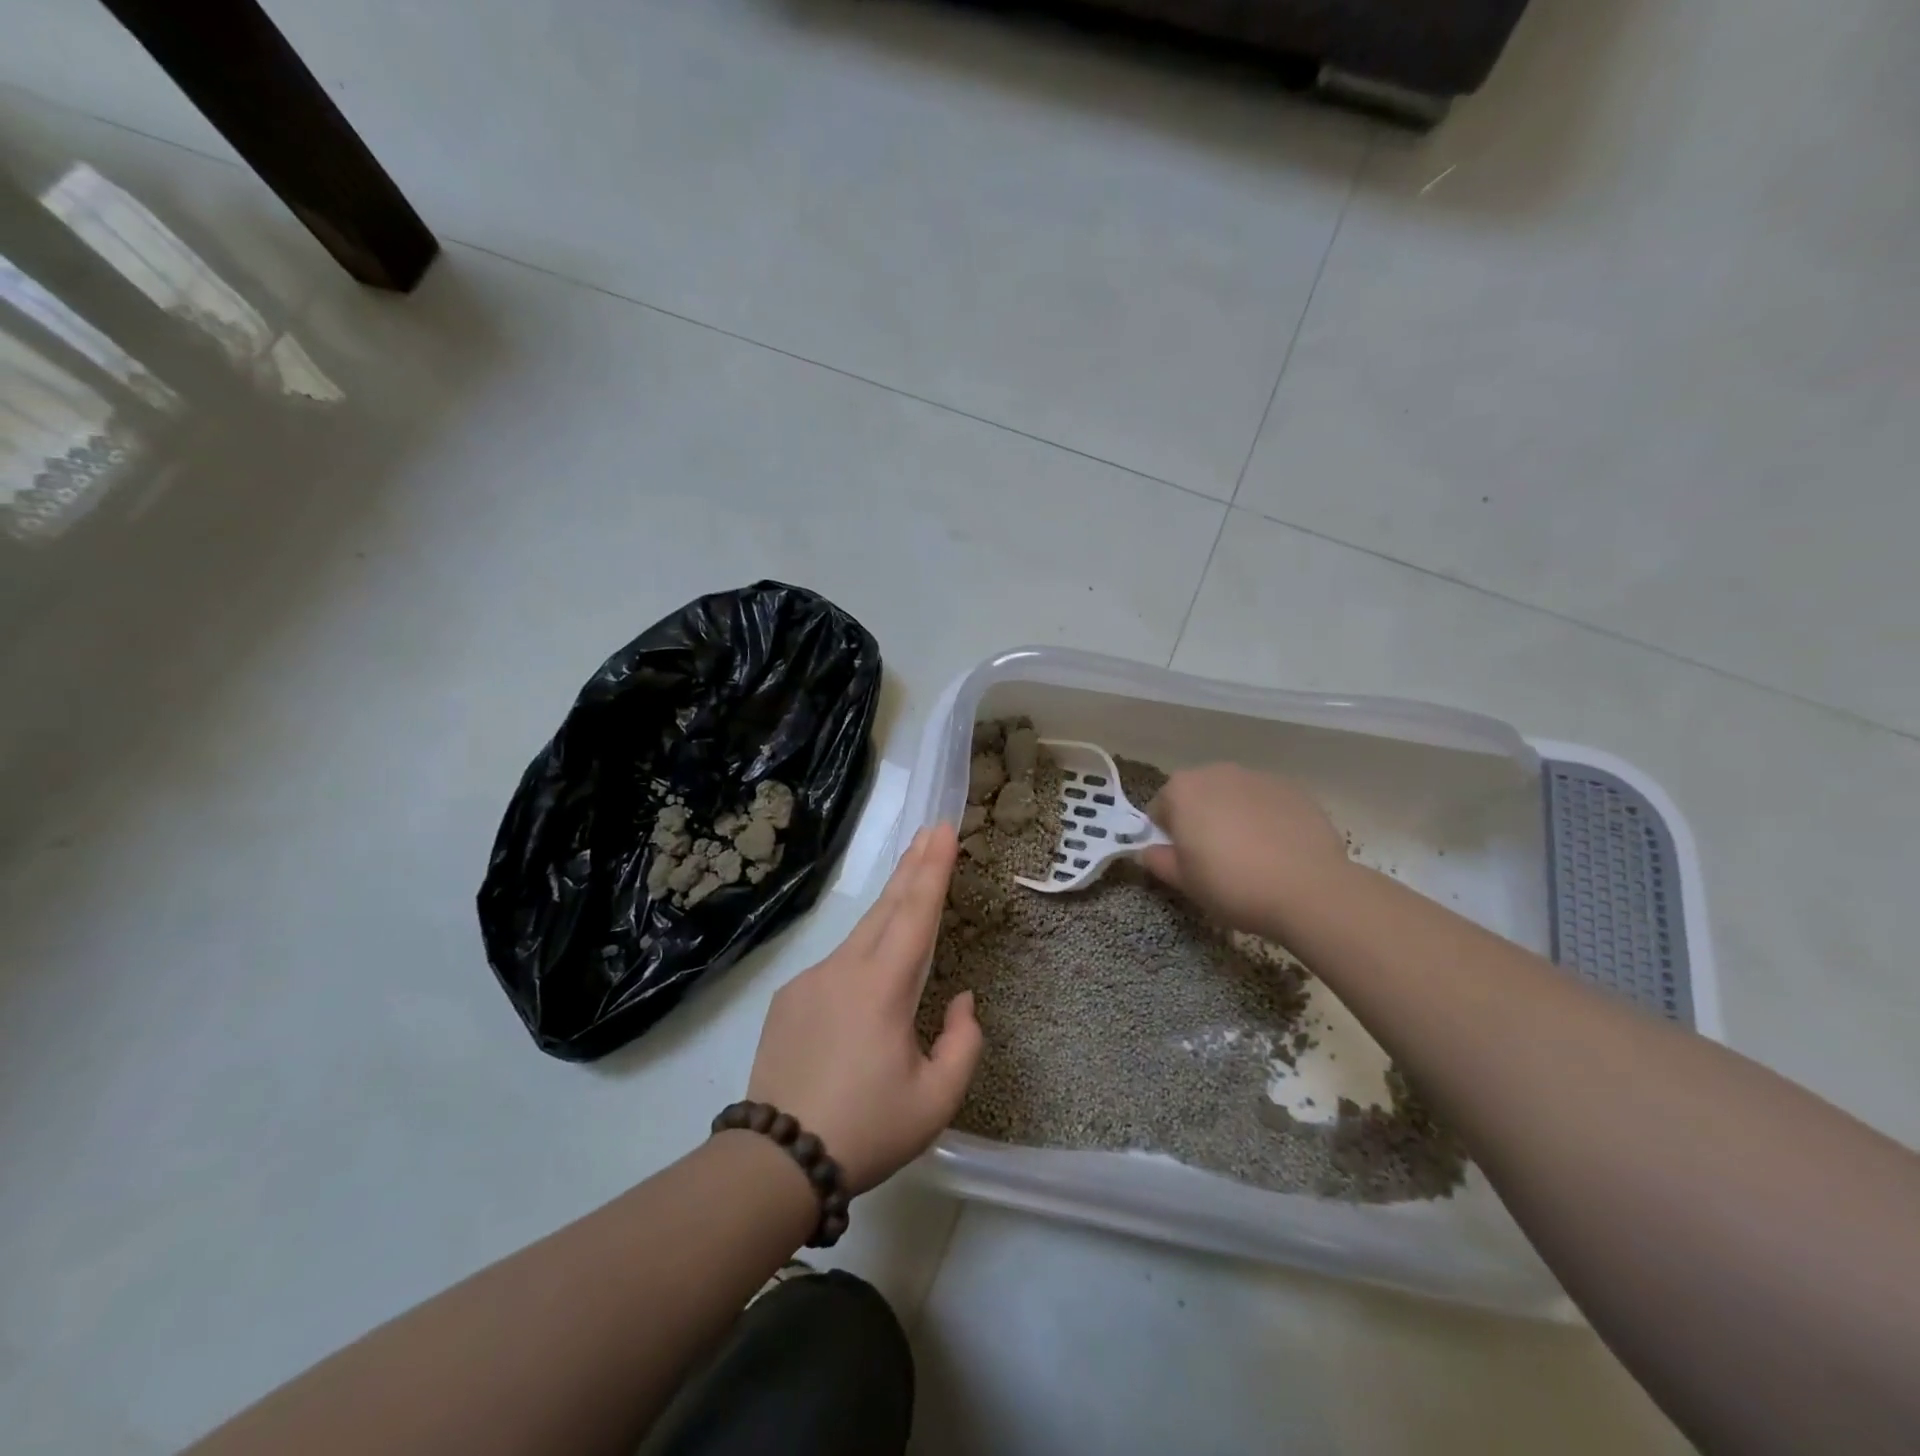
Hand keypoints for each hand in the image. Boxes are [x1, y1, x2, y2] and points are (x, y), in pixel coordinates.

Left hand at [746, 825, 981, 1193]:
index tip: (942, 829)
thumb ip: (963, 1042)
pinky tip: (868, 980)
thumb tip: (961, 998)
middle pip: (886, 907)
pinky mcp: (788, 998)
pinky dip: (861, 955)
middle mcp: (845, 969)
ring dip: (889, 908)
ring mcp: (811, 980)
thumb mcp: (936, 1100)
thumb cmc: (868, 1129)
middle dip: (912, 866)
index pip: (916, 913)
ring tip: (910, 886)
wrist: (776, 1161)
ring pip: (860, 934)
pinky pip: (836, 966)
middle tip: (929, 831)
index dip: (933, 869)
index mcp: (884, 988)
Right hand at [1140, 765, 1349, 936]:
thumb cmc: (1232, 885)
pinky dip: (1265, 818)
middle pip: (1197, 795)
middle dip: (1200, 820)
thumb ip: (1158, 861)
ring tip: (1251, 855)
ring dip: (1233, 816)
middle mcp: (1217, 772)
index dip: (1168, 837)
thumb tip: (1148, 852)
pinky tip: (1278, 849)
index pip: (1160, 809)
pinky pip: (1266, 801)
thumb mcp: (1184, 882)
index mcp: (1182, 790)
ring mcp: (1258, 777)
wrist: (1309, 889)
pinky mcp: (1293, 788)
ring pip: (1233, 796)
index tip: (1183, 861)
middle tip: (1215, 858)